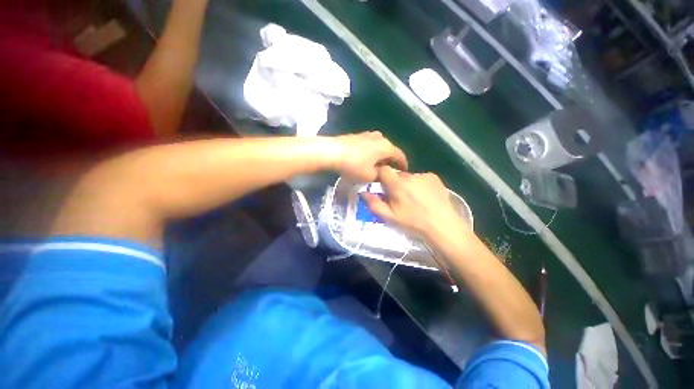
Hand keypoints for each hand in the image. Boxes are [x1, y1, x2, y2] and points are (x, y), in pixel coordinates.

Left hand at [331, 132, 407, 181]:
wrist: (332, 151)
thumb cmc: (354, 165)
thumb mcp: (370, 176)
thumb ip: (380, 176)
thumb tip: (382, 173)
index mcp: (386, 146)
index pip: (400, 156)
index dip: (403, 165)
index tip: (404, 172)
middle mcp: (380, 137)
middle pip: (390, 150)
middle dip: (390, 161)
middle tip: (389, 171)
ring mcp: (368, 135)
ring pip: (379, 147)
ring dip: (380, 157)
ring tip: (377, 166)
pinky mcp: (358, 136)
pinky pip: (370, 145)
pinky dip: (372, 153)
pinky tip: (366, 160)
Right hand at [363, 166, 469, 240]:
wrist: (442, 226)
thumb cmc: (413, 223)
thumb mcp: (389, 217)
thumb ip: (374, 204)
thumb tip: (363, 192)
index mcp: (397, 184)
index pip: (384, 170)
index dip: (381, 177)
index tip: (383, 187)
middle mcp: (410, 176)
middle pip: (397, 175)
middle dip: (395, 184)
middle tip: (400, 199)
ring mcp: (424, 176)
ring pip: (410, 177)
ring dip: (408, 185)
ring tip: (415, 200)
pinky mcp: (435, 178)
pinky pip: (421, 178)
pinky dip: (420, 185)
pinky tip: (425, 197)